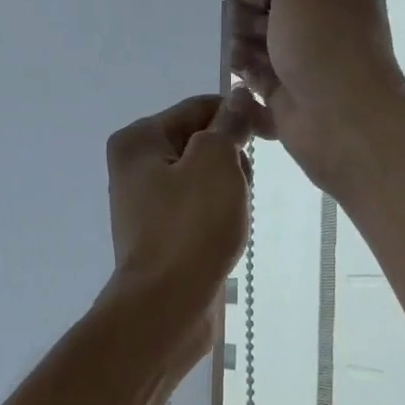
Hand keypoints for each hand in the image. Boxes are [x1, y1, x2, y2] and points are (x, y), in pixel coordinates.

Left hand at [103, 92, 257, 359]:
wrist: (166, 305)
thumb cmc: (191, 227)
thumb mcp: (215, 162)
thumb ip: (228, 125)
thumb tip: (238, 99)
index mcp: (138, 140)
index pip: (199, 108)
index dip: (237, 116)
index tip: (269, 136)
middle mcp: (135, 168)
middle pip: (200, 144)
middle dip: (232, 161)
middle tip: (241, 189)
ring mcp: (145, 205)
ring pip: (204, 180)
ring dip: (229, 193)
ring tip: (234, 218)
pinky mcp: (160, 236)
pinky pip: (198, 212)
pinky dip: (218, 218)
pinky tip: (227, 237)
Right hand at [204, 0, 404, 193]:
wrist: (344, 124)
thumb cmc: (329, 44)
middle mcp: (319, 9)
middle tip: (252, 5)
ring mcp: (300, 49)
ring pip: (250, 26)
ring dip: (245, 32)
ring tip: (258, 49)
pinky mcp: (282, 85)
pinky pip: (250, 64)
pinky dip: (246, 65)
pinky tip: (249, 74)